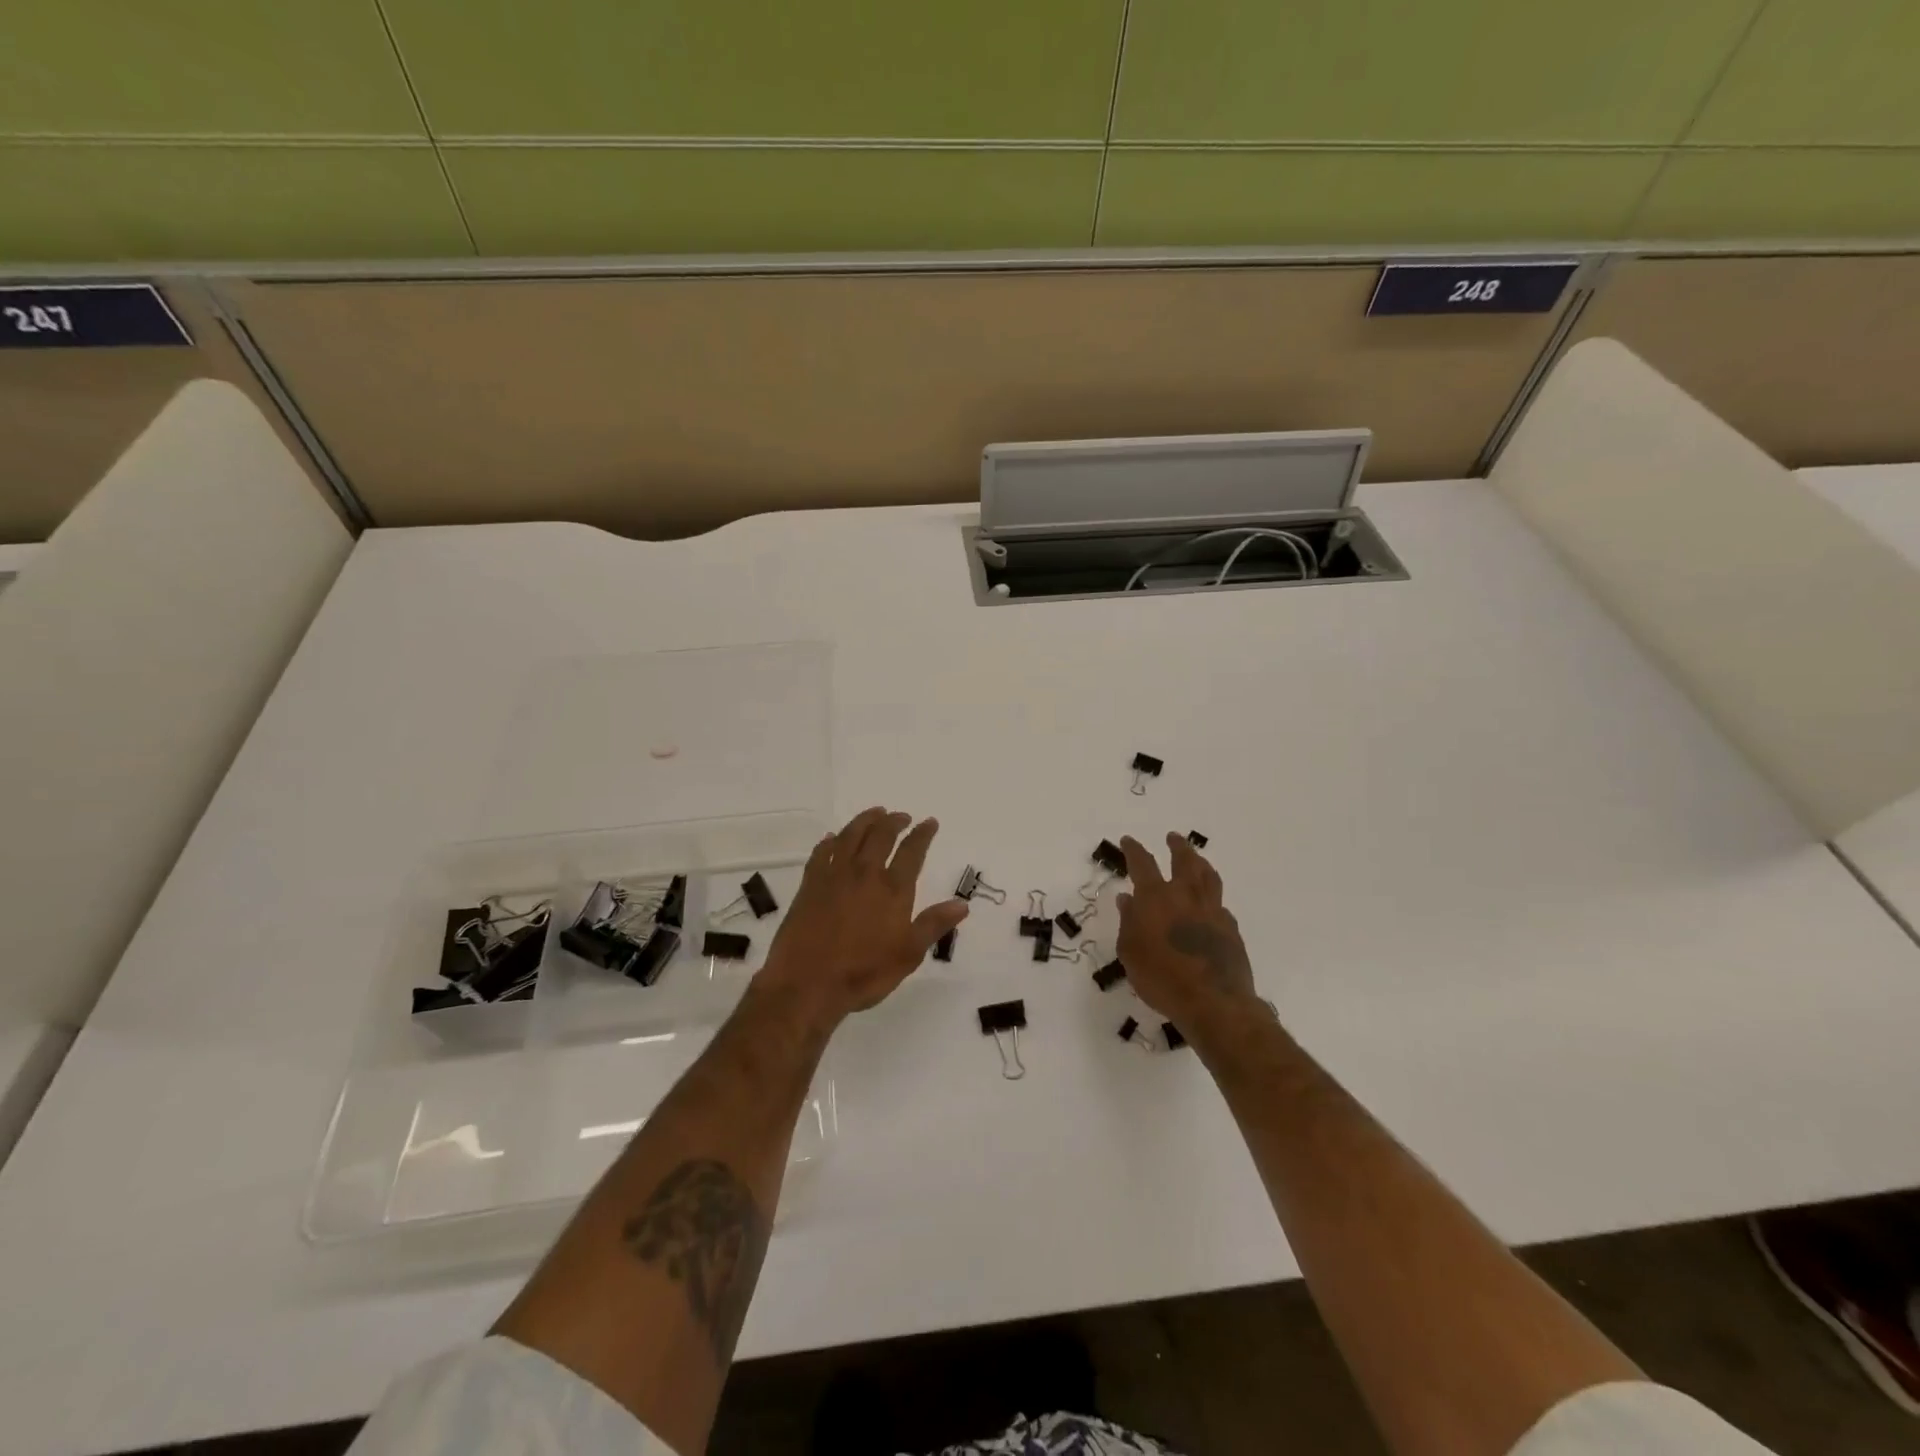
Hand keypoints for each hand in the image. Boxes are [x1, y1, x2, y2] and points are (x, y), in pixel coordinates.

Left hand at [757, 807, 967, 1025]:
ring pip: (851, 836)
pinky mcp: (810, 885)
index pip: (912, 851)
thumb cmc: (863, 973)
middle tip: (901, 815)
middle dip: (894, 821)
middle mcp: (864, 873)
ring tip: (875, 813)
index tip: (930, 822)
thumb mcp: (908, 954)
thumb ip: (934, 925)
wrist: (807, 983)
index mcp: (892, 889)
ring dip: (864, 821)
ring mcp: (834, 876)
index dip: (922, 834)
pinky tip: (833, 838)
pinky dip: (830, 841)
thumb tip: (962, 904)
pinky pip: (821, 853)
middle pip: (881, 835)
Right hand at [1116, 833, 1261, 1027]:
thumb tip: (1127, 899)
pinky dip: (1211, 898)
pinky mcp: (1230, 928)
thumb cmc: (1161, 977)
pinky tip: (1210, 904)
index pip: (1142, 864)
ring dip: (1200, 862)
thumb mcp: (1130, 952)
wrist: (1213, 1001)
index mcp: (1156, 898)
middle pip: (1184, 860)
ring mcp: (1212, 910)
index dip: (1134, 850)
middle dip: (1177, 846)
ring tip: (1197, 858)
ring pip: (1208, 876)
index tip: (1128, 840)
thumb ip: (1128, 922)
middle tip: (1173, 837)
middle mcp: (1185, 896)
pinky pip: (1220, 904)